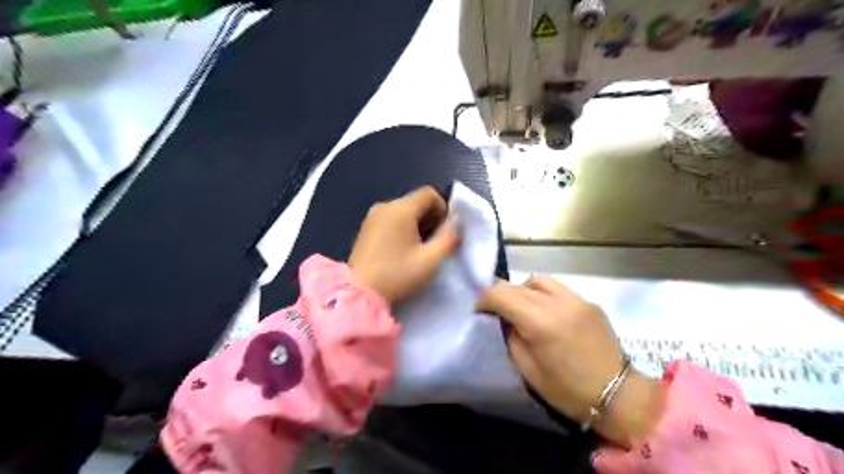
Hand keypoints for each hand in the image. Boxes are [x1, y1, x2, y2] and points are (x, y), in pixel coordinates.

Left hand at [348, 186, 459, 303]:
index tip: (445, 230)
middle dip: (430, 217)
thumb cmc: (397, 274)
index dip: (443, 208)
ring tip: (419, 248)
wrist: (359, 293)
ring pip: (403, 210)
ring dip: (417, 224)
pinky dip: (402, 228)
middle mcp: (385, 206)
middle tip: (434, 242)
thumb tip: (454, 223)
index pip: (428, 193)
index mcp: (401, 209)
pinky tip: (402, 249)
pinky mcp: (366, 228)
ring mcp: (372, 216)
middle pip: (415, 201)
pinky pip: (391, 219)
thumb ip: (448, 238)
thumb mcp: (430, 260)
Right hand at [478, 276, 661, 445]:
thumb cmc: (568, 390)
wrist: (619, 395)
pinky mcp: (589, 302)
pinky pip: (558, 289)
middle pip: (518, 285)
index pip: (502, 294)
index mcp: (541, 323)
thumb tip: (505, 319)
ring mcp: (577, 299)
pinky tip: (546, 312)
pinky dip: (544, 294)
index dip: (485, 298)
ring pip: (539, 280)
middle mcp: (558, 303)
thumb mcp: (528, 370)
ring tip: (522, 307)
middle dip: (502, 294)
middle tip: (496, 309)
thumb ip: (512, 337)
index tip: (478, 308)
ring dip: (523, 290)